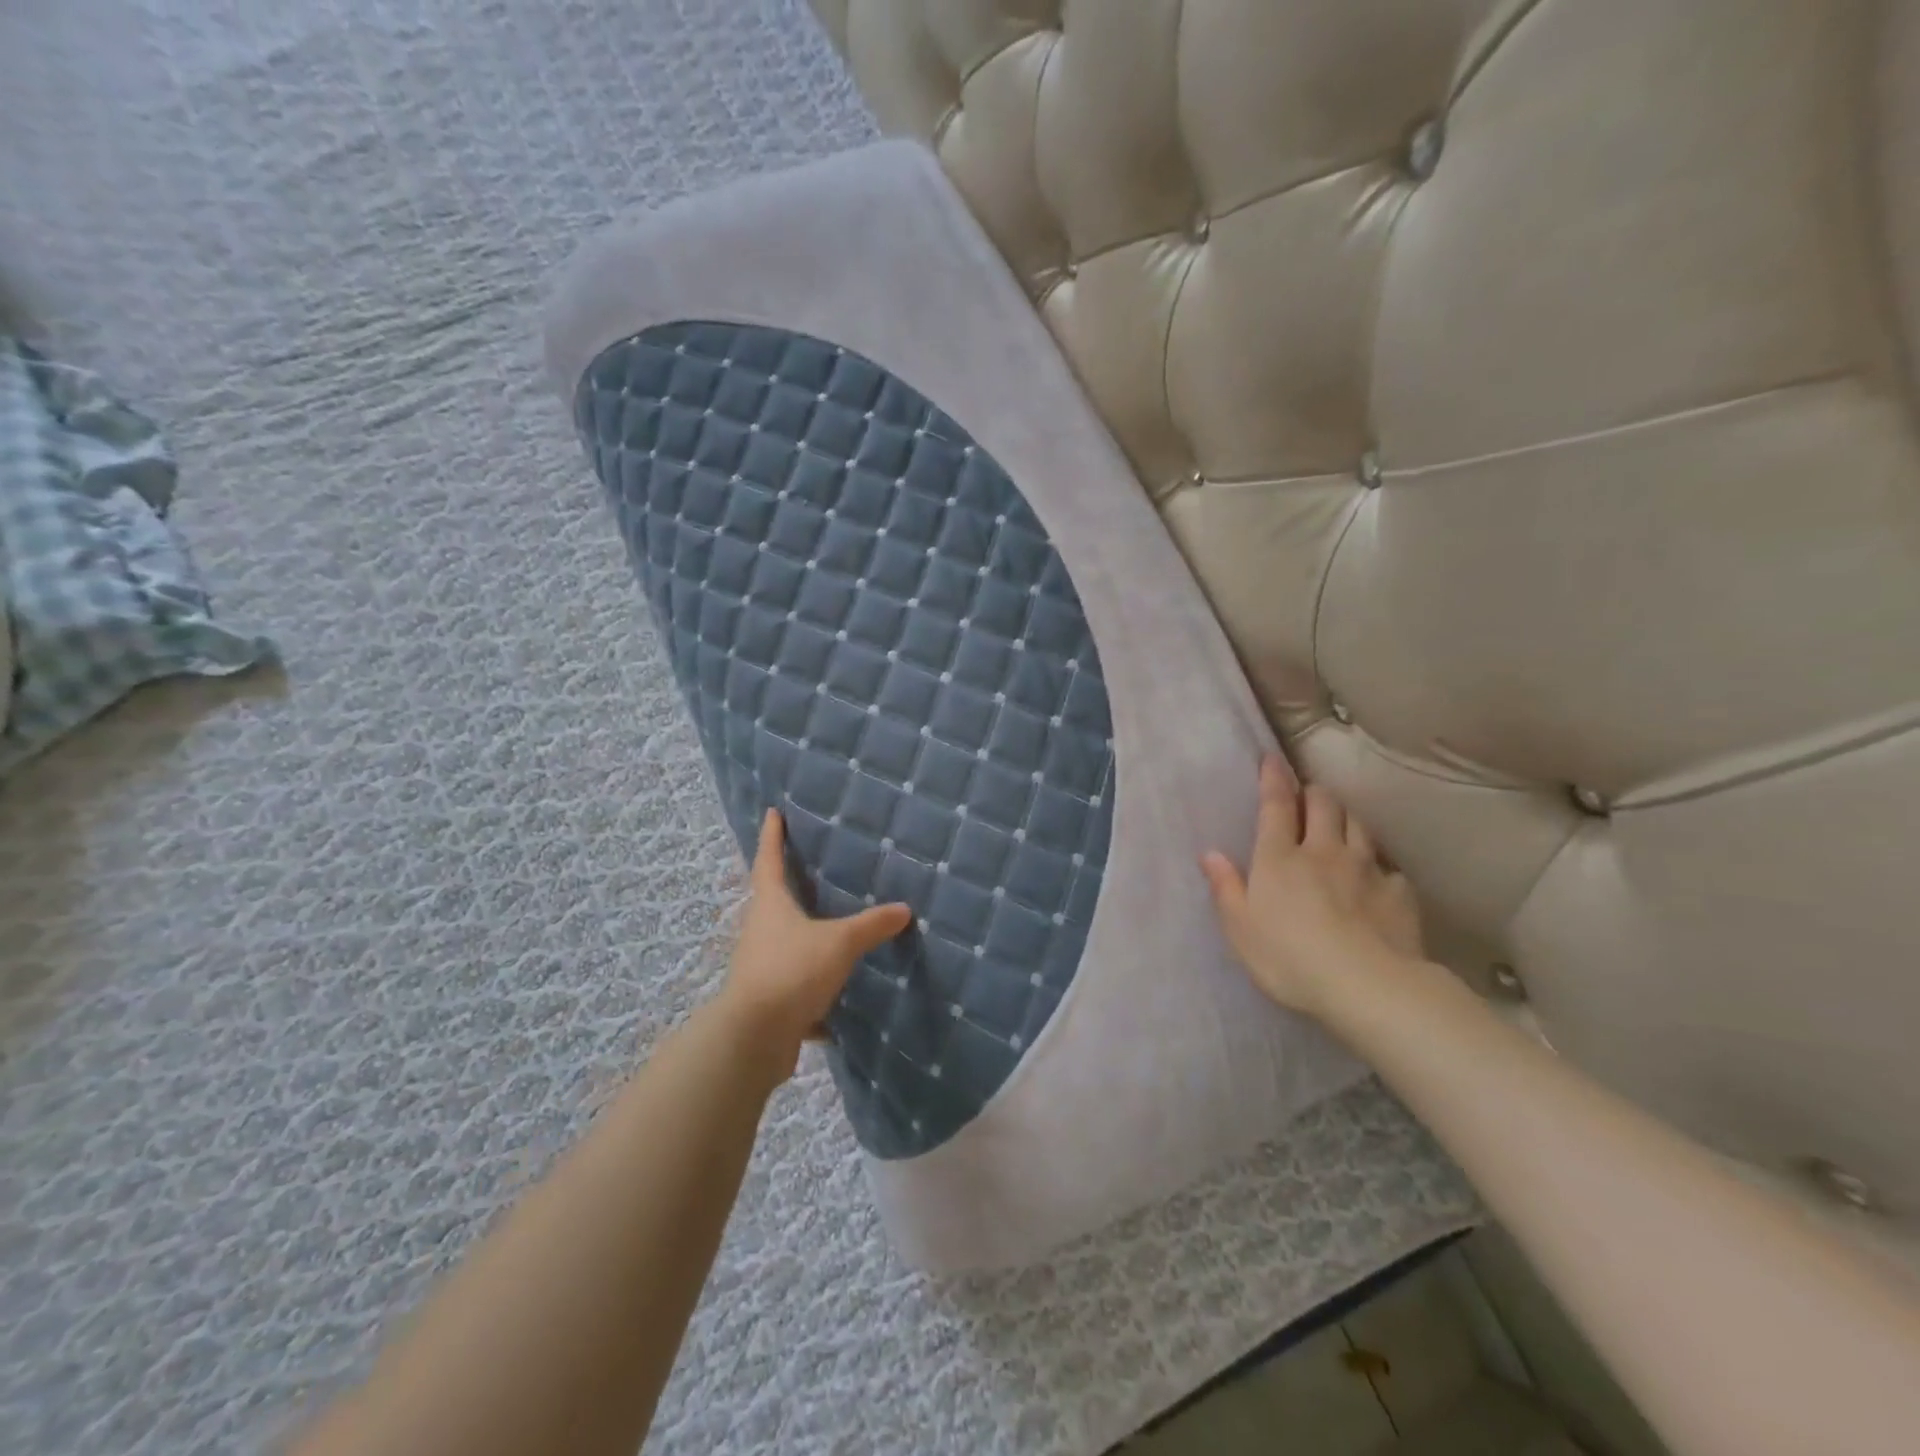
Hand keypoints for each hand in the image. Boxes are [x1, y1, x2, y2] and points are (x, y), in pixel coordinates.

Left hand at [716, 808, 911, 1075]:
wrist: (754, 1038)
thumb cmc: (792, 971)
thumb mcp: (839, 943)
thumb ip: (870, 926)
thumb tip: (903, 909)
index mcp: (771, 905)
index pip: (769, 860)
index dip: (772, 836)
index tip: (772, 812)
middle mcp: (761, 931)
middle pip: (773, 901)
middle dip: (789, 886)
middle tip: (811, 869)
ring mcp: (761, 967)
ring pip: (786, 944)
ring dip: (804, 937)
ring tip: (833, 930)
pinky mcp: (770, 1001)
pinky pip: (796, 987)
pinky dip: (815, 991)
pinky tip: (839, 999)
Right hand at [1201, 757, 1423, 1019]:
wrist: (1367, 986)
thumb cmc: (1289, 958)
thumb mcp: (1240, 929)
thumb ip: (1226, 888)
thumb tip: (1210, 854)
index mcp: (1279, 857)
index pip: (1276, 804)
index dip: (1273, 778)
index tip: (1272, 759)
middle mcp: (1323, 851)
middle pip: (1324, 804)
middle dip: (1314, 793)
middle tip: (1307, 798)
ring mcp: (1365, 869)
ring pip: (1358, 825)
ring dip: (1347, 818)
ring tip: (1340, 825)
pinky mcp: (1398, 892)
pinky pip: (1389, 866)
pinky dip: (1379, 864)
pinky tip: (1376, 877)